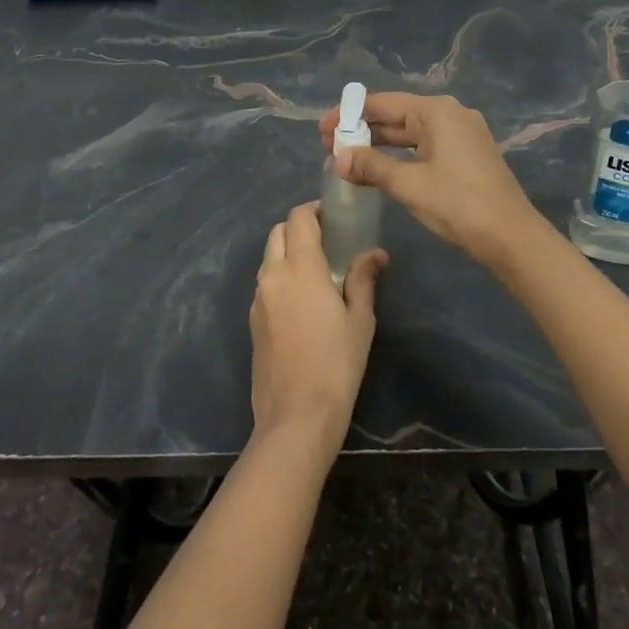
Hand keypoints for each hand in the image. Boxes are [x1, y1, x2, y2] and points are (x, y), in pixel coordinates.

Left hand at [249, 201, 387, 457]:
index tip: (333, 217)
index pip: (299, 218)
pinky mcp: (253, 321)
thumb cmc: (336, 365)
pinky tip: (301, 300)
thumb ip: (363, 279)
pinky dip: (280, 277)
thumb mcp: (360, 320)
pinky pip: (265, 283)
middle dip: (299, 228)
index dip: (314, 210)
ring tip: (316, 271)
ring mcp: (258, 299)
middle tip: (326, 241)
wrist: (295, 417)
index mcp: (300, 268)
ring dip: (287, 252)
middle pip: (278, 232)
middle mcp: (273, 275)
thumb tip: (375, 253)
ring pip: (269, 258)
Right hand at [319, 92, 546, 266]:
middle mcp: (450, 114)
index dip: (349, 115)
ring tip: (347, 158)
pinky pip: (425, 145)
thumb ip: (371, 166)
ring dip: (380, 144)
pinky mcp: (467, 154)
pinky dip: (401, 154)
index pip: (382, 104)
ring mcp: (462, 133)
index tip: (322, 130)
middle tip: (328, 146)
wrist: (512, 237)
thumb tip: (338, 159)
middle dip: (362, 130)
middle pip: (397, 115)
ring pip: (411, 132)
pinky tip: (381, 168)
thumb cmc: (458, 204)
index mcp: (436, 111)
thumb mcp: (409, 185)